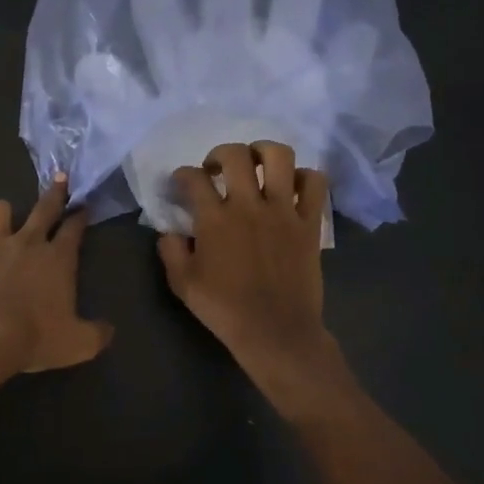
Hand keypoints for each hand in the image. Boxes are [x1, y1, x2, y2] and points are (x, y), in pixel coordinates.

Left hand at [0, 175, 113, 373]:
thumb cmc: (35, 336)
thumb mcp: (78, 344)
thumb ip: (96, 334)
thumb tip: (107, 330)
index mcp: (58, 258)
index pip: (73, 228)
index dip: (80, 216)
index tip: (84, 206)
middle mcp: (27, 244)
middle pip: (43, 209)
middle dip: (55, 192)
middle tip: (60, 178)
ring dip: (5, 211)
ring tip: (6, 215)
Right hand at [157, 142, 335, 383]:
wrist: (276, 332)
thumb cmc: (225, 309)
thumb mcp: (183, 284)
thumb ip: (171, 251)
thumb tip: (169, 230)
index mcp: (214, 219)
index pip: (193, 178)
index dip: (182, 175)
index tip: (181, 183)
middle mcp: (249, 205)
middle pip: (235, 155)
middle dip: (220, 153)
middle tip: (216, 169)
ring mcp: (283, 211)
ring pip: (279, 156)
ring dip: (263, 152)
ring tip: (256, 164)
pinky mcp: (309, 223)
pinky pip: (314, 183)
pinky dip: (303, 177)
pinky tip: (291, 187)